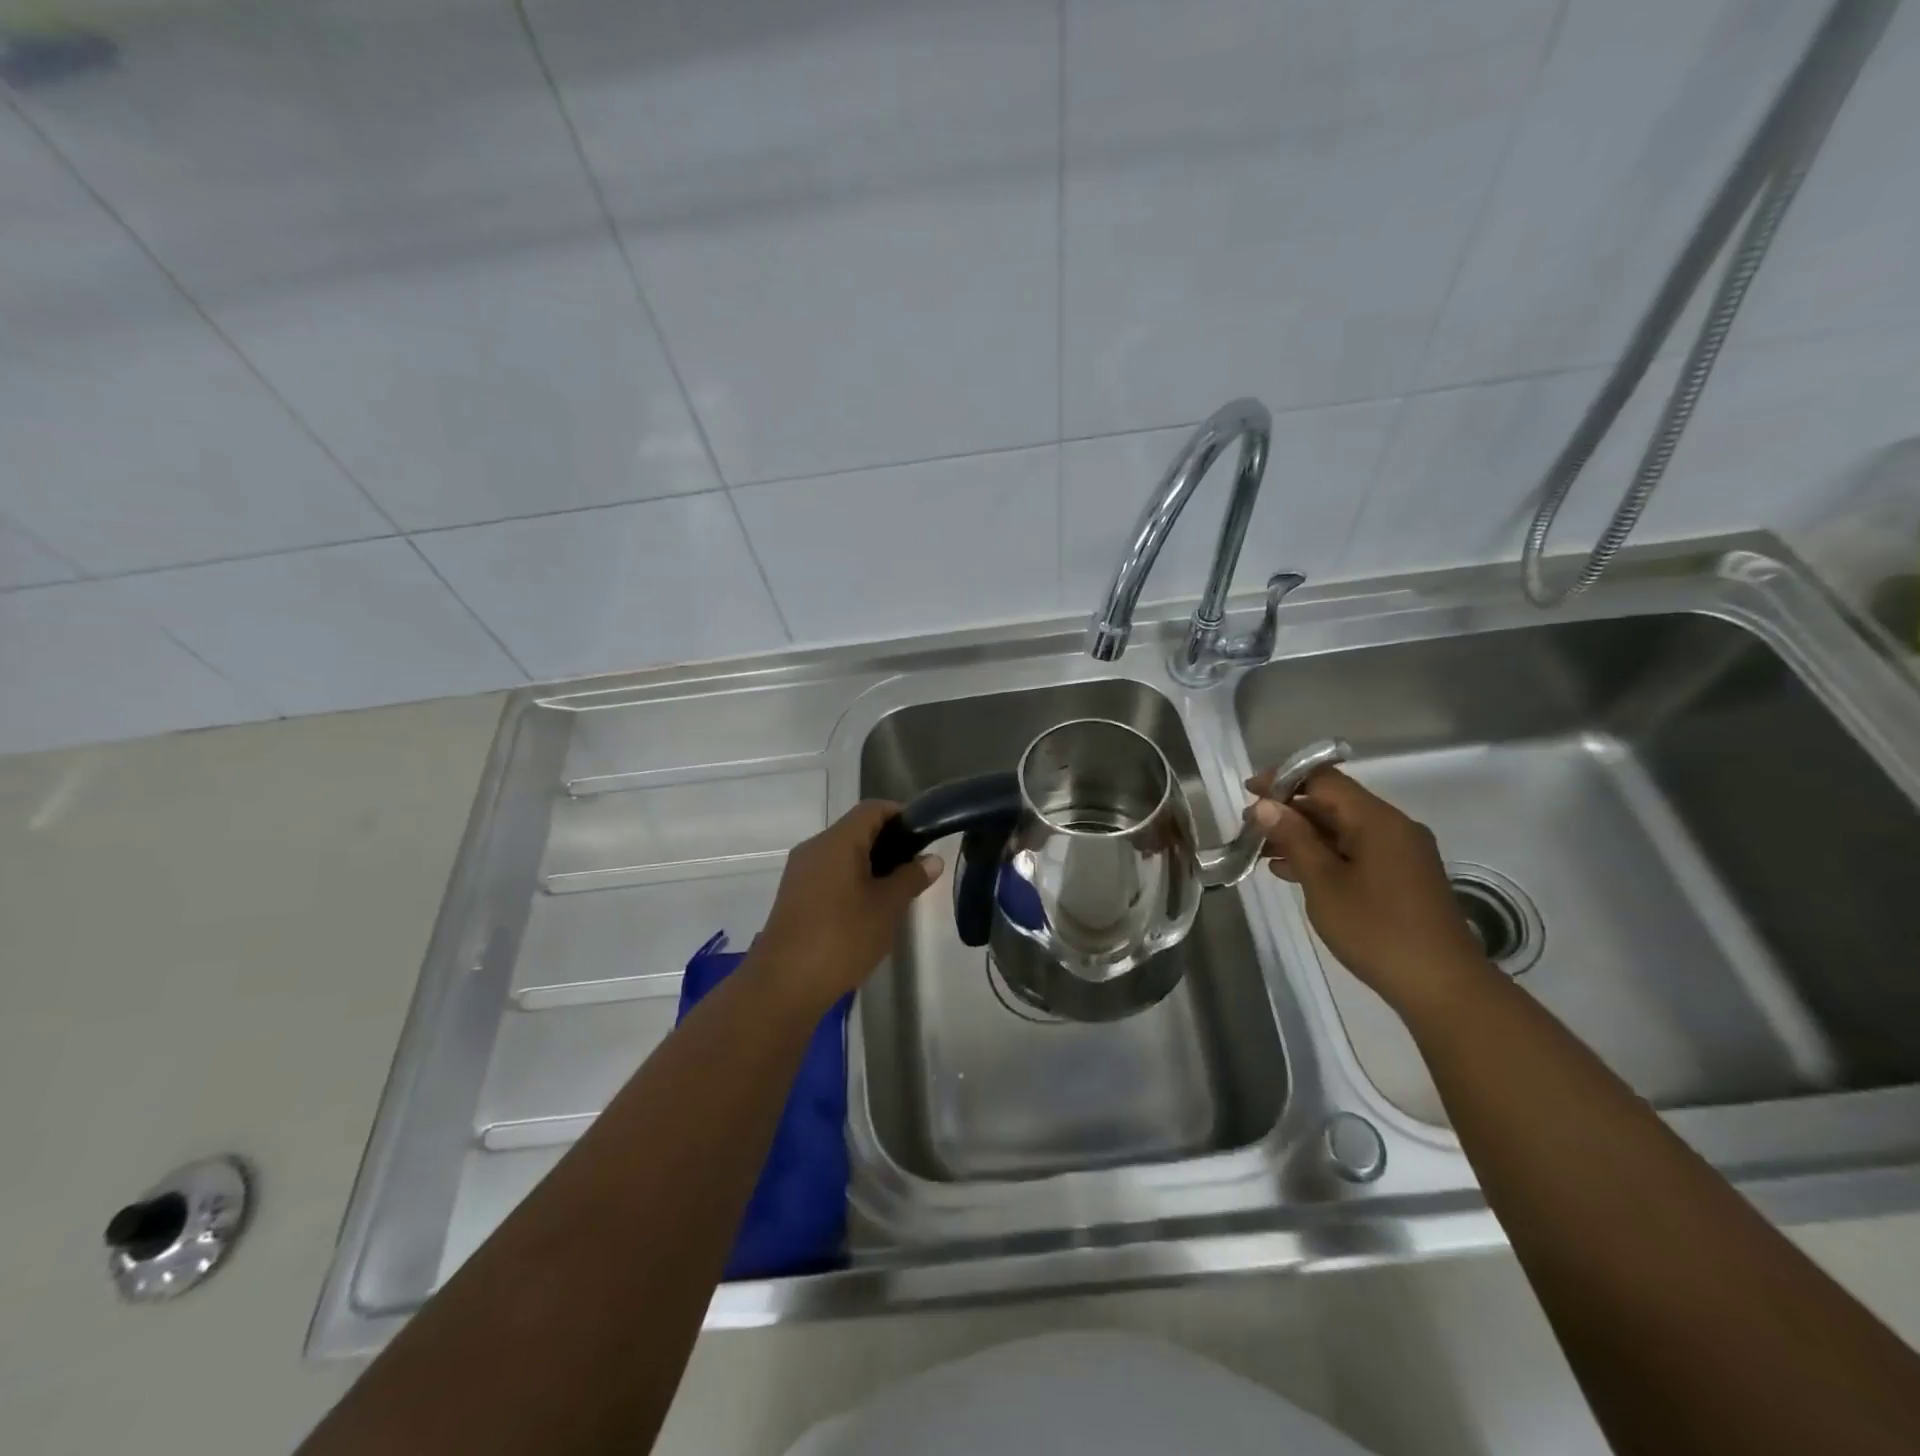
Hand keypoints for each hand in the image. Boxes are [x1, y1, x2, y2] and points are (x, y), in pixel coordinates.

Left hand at [750, 800, 942, 1013]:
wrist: (784, 984)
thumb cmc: (842, 937)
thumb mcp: (887, 907)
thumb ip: (911, 878)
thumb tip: (932, 859)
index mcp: (837, 841)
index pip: (873, 809)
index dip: (901, 815)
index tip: (924, 836)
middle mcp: (814, 847)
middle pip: (856, 829)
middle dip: (888, 843)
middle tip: (915, 868)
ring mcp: (800, 872)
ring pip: (841, 853)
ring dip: (870, 864)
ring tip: (896, 890)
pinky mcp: (794, 895)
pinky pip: (828, 873)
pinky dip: (851, 880)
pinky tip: (867, 908)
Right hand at [1244, 764, 1494, 1018]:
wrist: (1441, 986)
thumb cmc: (1376, 930)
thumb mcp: (1324, 883)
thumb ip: (1294, 839)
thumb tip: (1265, 805)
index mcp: (1377, 820)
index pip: (1324, 780)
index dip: (1283, 779)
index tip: (1248, 791)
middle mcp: (1393, 827)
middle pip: (1333, 803)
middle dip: (1289, 811)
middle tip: (1249, 828)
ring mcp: (1400, 853)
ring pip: (1342, 829)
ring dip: (1303, 836)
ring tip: (1262, 851)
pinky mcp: (1402, 877)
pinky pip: (1356, 851)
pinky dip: (1323, 855)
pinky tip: (1292, 872)